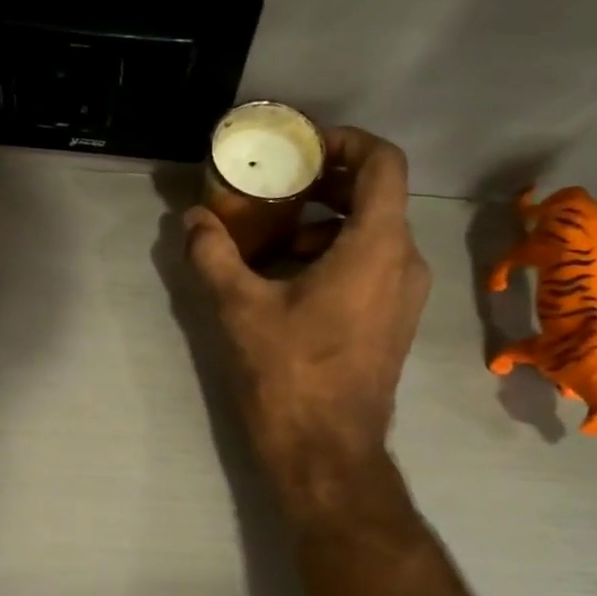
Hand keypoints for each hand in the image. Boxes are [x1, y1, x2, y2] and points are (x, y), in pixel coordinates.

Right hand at [185, 127, 429, 510]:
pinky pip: (373, 268)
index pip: (382, 162)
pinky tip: (290, 282)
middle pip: (376, 197)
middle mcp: (405, 263)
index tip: (301, 149)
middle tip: (277, 188)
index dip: (345, 142)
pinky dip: (337, 258)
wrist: (326, 453)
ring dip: (326, 226)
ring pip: (373, 235)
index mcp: (377, 246)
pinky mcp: (393, 325)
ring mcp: (405, 297)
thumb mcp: (239, 309)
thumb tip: (191, 219)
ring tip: (274, 240)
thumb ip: (213, 255)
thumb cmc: (288, 375)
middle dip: (325, 185)